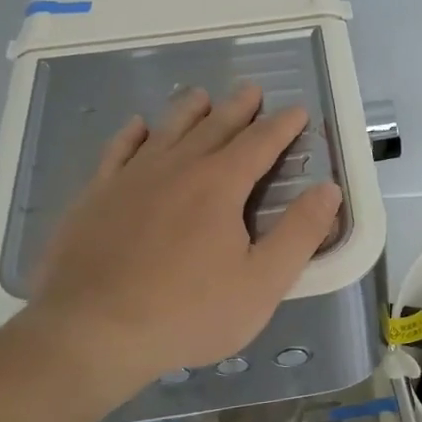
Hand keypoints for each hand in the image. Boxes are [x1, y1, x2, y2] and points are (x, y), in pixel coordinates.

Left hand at [6, 84, 342, 402]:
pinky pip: (117, 151)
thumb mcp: (262, 283)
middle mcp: (177, 168)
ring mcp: (130, 178)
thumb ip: (300, 234)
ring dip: (188, 111)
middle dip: (238, 108)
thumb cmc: (188, 313)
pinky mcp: (95, 196)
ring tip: (201, 95)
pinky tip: (136, 127)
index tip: (297, 111)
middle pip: (214, 127)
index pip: (260, 143)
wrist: (92, 331)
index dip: (282, 126)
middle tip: (251, 90)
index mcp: (220, 185)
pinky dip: (132, 135)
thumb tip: (328, 189)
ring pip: (166, 131)